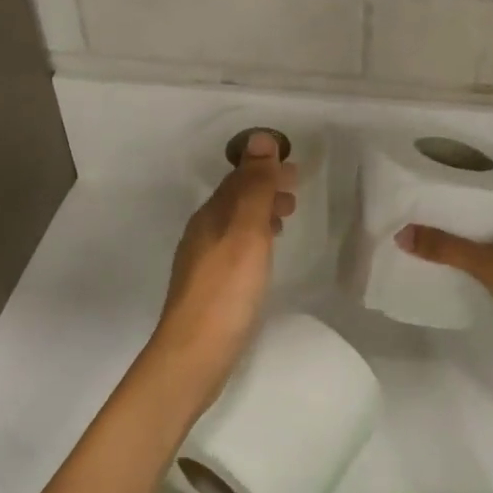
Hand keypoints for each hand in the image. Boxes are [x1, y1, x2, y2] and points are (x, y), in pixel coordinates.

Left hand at [147, 130, 296, 404]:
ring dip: (260, 213)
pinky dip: (254, 238)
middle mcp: (203, 233)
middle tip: (296, 192)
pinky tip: (264, 255)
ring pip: (235, 224)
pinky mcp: (210, 287)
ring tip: (286, 217)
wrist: (195, 354)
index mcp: (211, 216)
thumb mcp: (246, 232)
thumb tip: (260, 138)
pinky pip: (235, 247)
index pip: (239, 179)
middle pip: (235, 200)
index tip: (296, 168)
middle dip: (264, 189)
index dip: (265, 169)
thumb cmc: (226, 290)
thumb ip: (255, 187)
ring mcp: (203, 262)